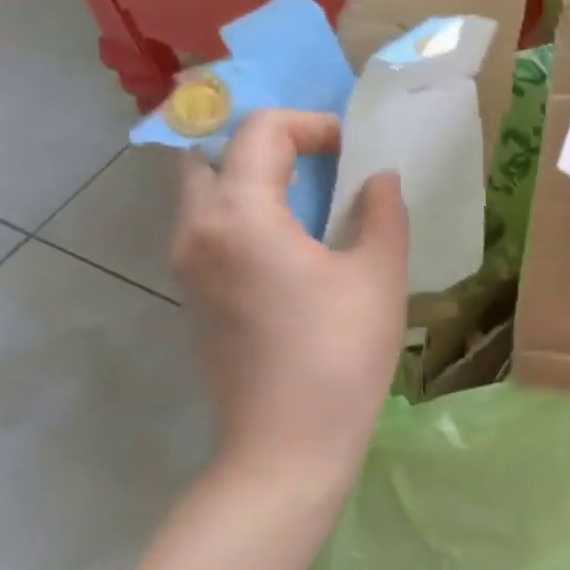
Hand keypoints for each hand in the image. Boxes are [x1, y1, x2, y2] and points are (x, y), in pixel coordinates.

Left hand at [172, 110, 407, 494]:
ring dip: (254, 179)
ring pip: (206, 192)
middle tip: (320, 162)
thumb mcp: (379, 273)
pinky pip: (211, 228)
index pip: (261, 132)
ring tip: (314, 199)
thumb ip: (381, 211)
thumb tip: (379, 179)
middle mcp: (197, 232)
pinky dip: (247, 212)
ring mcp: (187, 267)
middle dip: (267, 145)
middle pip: (213, 154)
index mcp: (240, 216)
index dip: (312, 125)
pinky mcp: (195, 296)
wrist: (289, 444)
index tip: (354, 151)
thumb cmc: (341, 352)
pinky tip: (296, 244)